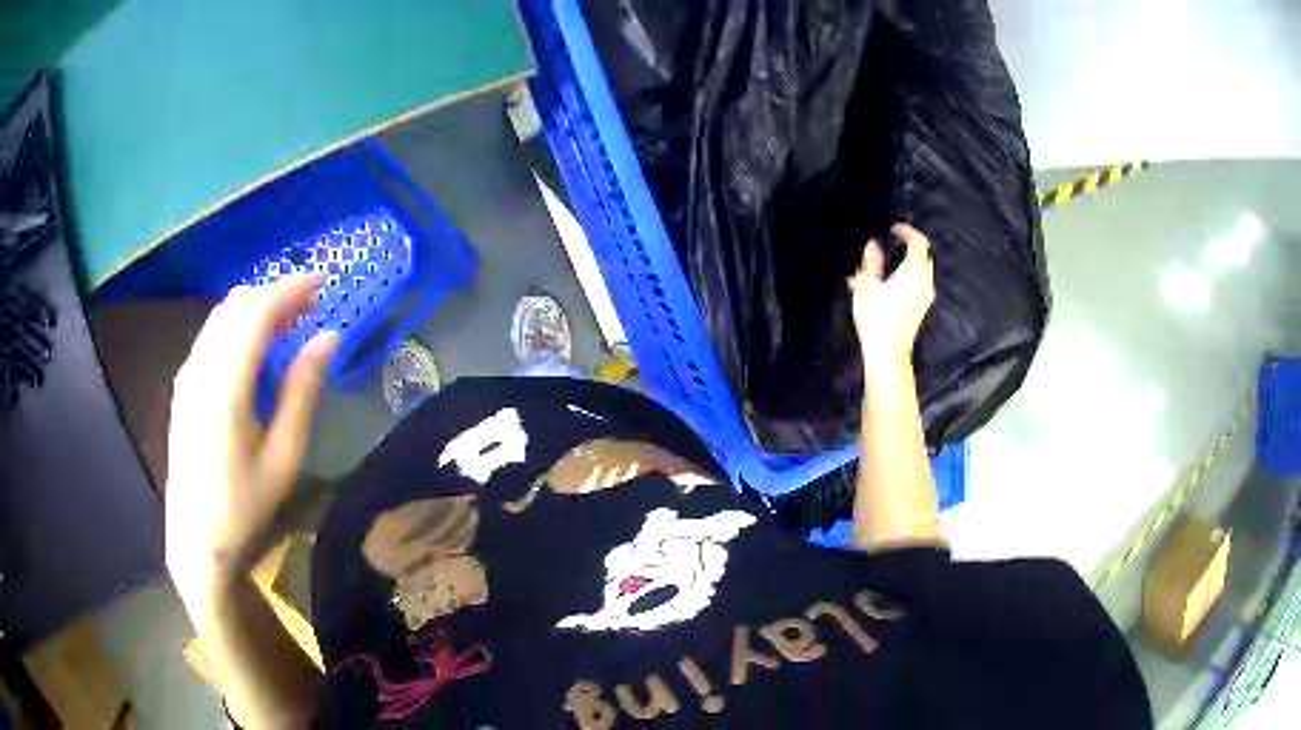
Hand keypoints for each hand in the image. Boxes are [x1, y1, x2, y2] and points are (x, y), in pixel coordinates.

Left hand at [166, 275, 336, 609]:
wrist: (196, 537)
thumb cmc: (245, 504)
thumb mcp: (283, 455)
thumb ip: (303, 391)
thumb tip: (328, 338)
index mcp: (225, 385)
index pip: (256, 313)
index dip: (290, 289)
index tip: (322, 282)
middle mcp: (200, 368)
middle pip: (236, 306)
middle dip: (274, 295)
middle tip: (310, 306)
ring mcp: (187, 375)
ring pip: (221, 317)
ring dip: (255, 309)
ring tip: (288, 323)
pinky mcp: (183, 386)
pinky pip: (211, 336)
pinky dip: (237, 326)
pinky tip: (255, 348)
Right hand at [847, 223, 934, 369]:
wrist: (888, 352)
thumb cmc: (877, 318)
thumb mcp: (867, 285)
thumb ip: (871, 261)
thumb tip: (873, 245)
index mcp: (913, 271)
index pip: (919, 242)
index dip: (908, 231)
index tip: (895, 229)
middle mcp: (924, 282)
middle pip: (923, 256)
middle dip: (910, 247)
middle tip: (893, 242)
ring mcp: (925, 297)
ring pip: (921, 271)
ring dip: (908, 263)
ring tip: (887, 264)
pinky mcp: (921, 309)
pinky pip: (918, 285)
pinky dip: (907, 278)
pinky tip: (888, 284)